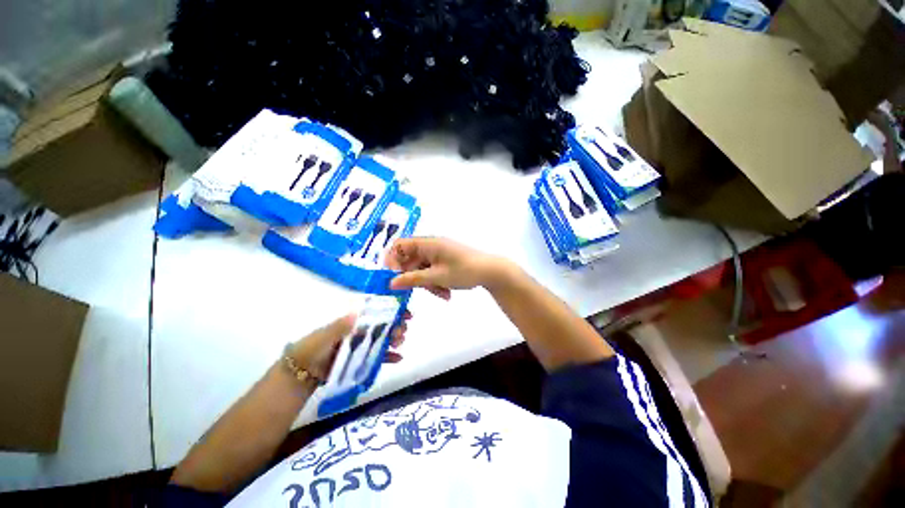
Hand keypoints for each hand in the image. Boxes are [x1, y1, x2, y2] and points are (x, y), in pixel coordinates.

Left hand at [287, 311, 410, 381]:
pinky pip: (378, 356)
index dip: (391, 309)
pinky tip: (398, 358)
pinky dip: (389, 356)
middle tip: (404, 329)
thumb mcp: (323, 336)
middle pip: (382, 324)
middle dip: (396, 324)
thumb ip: (340, 326)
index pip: (375, 311)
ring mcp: (361, 345)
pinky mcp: (361, 359)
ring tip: (400, 341)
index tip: (404, 311)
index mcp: (351, 320)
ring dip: (394, 338)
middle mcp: (358, 330)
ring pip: (383, 338)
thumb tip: (357, 314)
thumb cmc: (311, 349)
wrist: (300, 375)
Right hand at [386, 237, 514, 299]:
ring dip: (428, 284)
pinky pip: (432, 271)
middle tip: (418, 292)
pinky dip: (436, 282)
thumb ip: (413, 279)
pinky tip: (446, 293)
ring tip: (442, 294)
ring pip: (422, 269)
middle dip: (414, 278)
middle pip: (411, 261)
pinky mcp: (445, 261)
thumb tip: (391, 283)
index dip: (392, 260)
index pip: (400, 245)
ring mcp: (438, 254)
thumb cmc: (463, 271)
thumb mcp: (437, 277)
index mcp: (427, 243)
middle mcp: (431, 246)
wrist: (490, 271)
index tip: (392, 277)